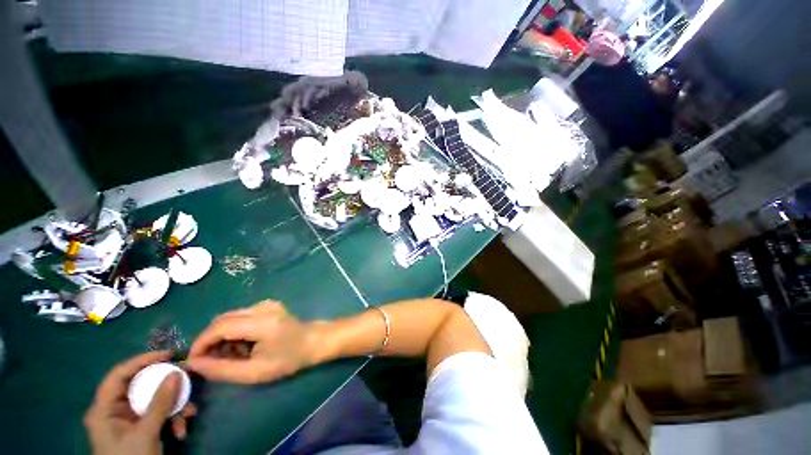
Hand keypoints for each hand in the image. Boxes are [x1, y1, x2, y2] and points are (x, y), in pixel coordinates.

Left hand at [84, 351, 197, 454]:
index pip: (119, 375)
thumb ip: (160, 403)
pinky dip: (172, 419)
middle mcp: (115, 410)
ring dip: (174, 407)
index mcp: (104, 409)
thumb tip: (177, 372)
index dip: (142, 361)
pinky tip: (181, 429)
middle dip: (166, 387)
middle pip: (141, 387)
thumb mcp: (146, 433)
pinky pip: (158, 414)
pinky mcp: (141, 427)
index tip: (168, 355)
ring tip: (189, 415)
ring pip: (154, 401)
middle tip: (186, 379)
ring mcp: (129, 419)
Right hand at [185, 301, 319, 383]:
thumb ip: (221, 369)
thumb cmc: (288, 360)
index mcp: (262, 322)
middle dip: (210, 341)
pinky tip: (243, 346)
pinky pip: (240, 316)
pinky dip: (234, 331)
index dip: (201, 343)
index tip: (192, 362)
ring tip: (232, 356)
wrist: (313, 341)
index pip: (220, 327)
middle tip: (210, 362)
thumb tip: (193, 364)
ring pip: (230, 318)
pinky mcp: (267, 305)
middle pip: (222, 320)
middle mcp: (262, 307)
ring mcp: (266, 303)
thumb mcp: (254, 372)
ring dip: (222, 337)